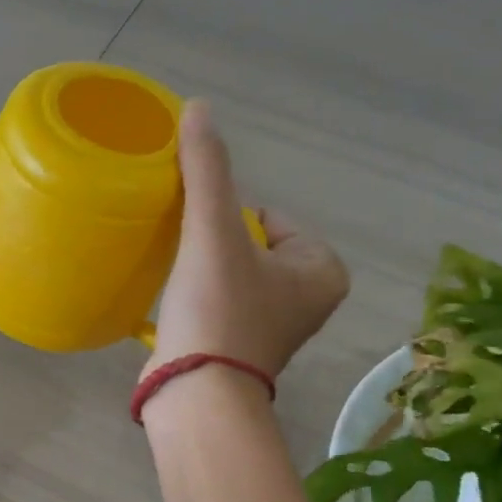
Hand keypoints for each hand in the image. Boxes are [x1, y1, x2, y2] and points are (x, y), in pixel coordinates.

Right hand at [147, 100, 348, 384]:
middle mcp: (310, 299)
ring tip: (179, 283)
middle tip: (189, 264)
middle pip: (249, 244)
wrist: (196, 395)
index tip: (203, 243)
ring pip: (233, 273)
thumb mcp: (214, 232)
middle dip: (215, 245)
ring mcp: (277, 328)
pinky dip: (200, 299)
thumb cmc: (218, 310)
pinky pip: (222, 303)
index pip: (270, 216)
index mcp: (323, 269)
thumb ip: (208, 170)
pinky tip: (178, 307)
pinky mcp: (243, 349)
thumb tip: (199, 106)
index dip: (227, 220)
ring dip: (204, 271)